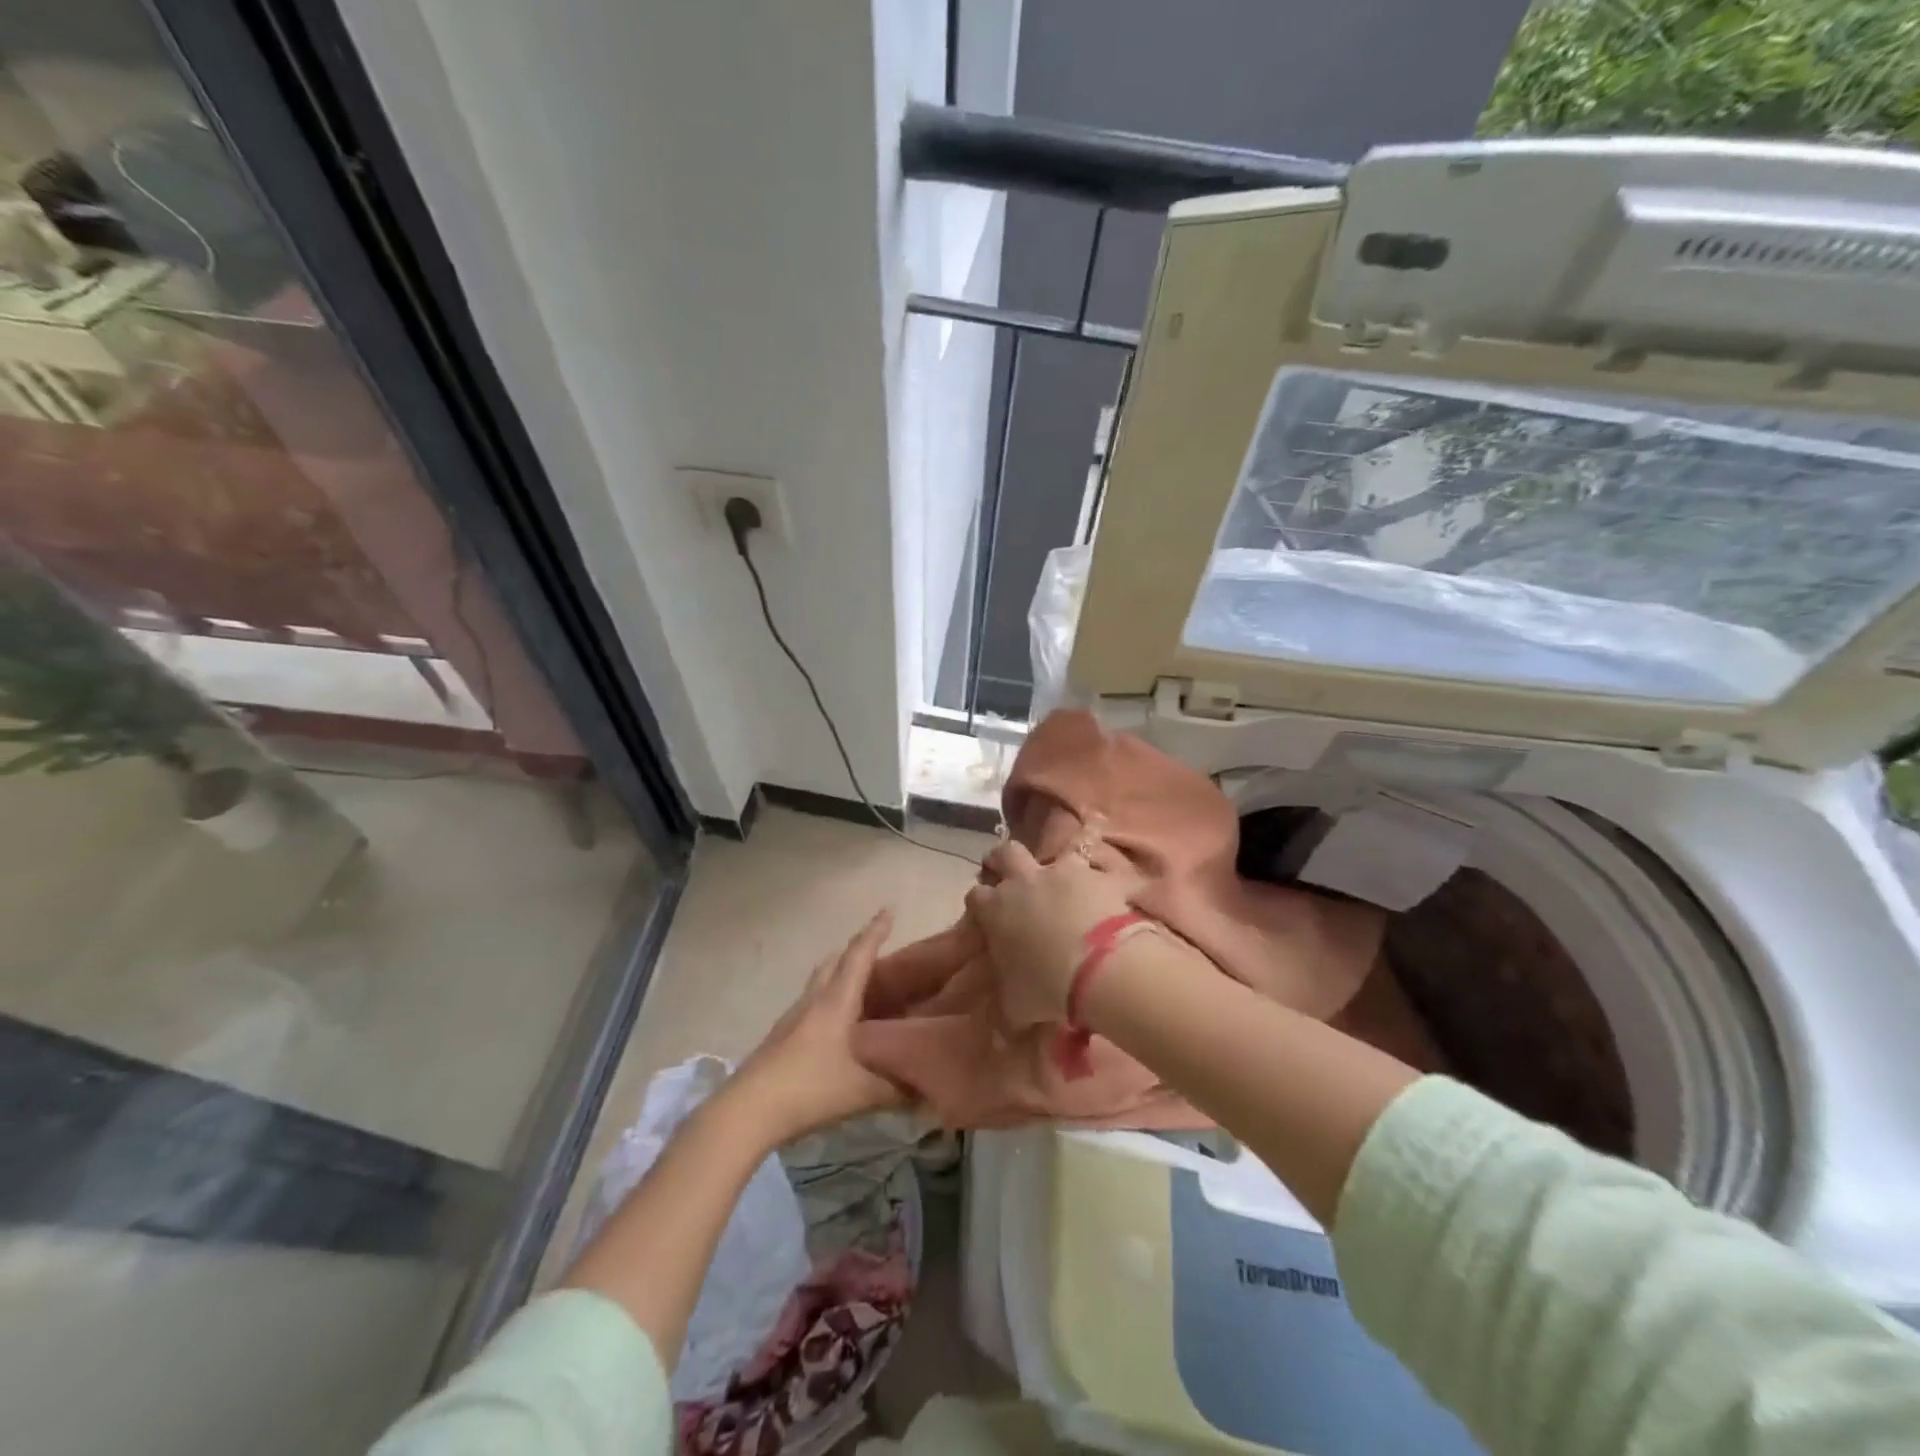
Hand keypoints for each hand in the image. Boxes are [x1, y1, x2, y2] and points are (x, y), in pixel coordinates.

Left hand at [722, 910, 907, 1146]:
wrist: (747, 1111)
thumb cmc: (809, 1089)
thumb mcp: (862, 1092)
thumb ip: (898, 1089)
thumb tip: (929, 1089)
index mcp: (835, 1002)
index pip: (858, 956)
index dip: (875, 932)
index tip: (889, 910)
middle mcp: (813, 1001)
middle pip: (834, 962)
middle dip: (856, 950)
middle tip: (878, 951)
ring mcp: (793, 1018)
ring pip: (820, 982)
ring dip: (839, 974)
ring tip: (862, 987)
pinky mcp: (781, 1037)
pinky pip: (811, 1004)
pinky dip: (829, 1001)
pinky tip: (838, 1026)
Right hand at [965, 838, 1139, 1027]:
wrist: (1099, 968)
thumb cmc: (1047, 988)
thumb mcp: (1017, 1008)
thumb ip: (1004, 1015)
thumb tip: (998, 1038)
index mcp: (995, 909)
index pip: (975, 897)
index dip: (979, 902)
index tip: (984, 912)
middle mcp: (1023, 882)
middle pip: (1004, 854)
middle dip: (1001, 860)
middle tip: (1006, 872)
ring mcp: (1061, 872)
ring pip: (1052, 848)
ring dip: (1054, 856)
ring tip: (1059, 865)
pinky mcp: (1096, 874)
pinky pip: (1100, 853)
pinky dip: (1102, 855)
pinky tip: (1108, 853)